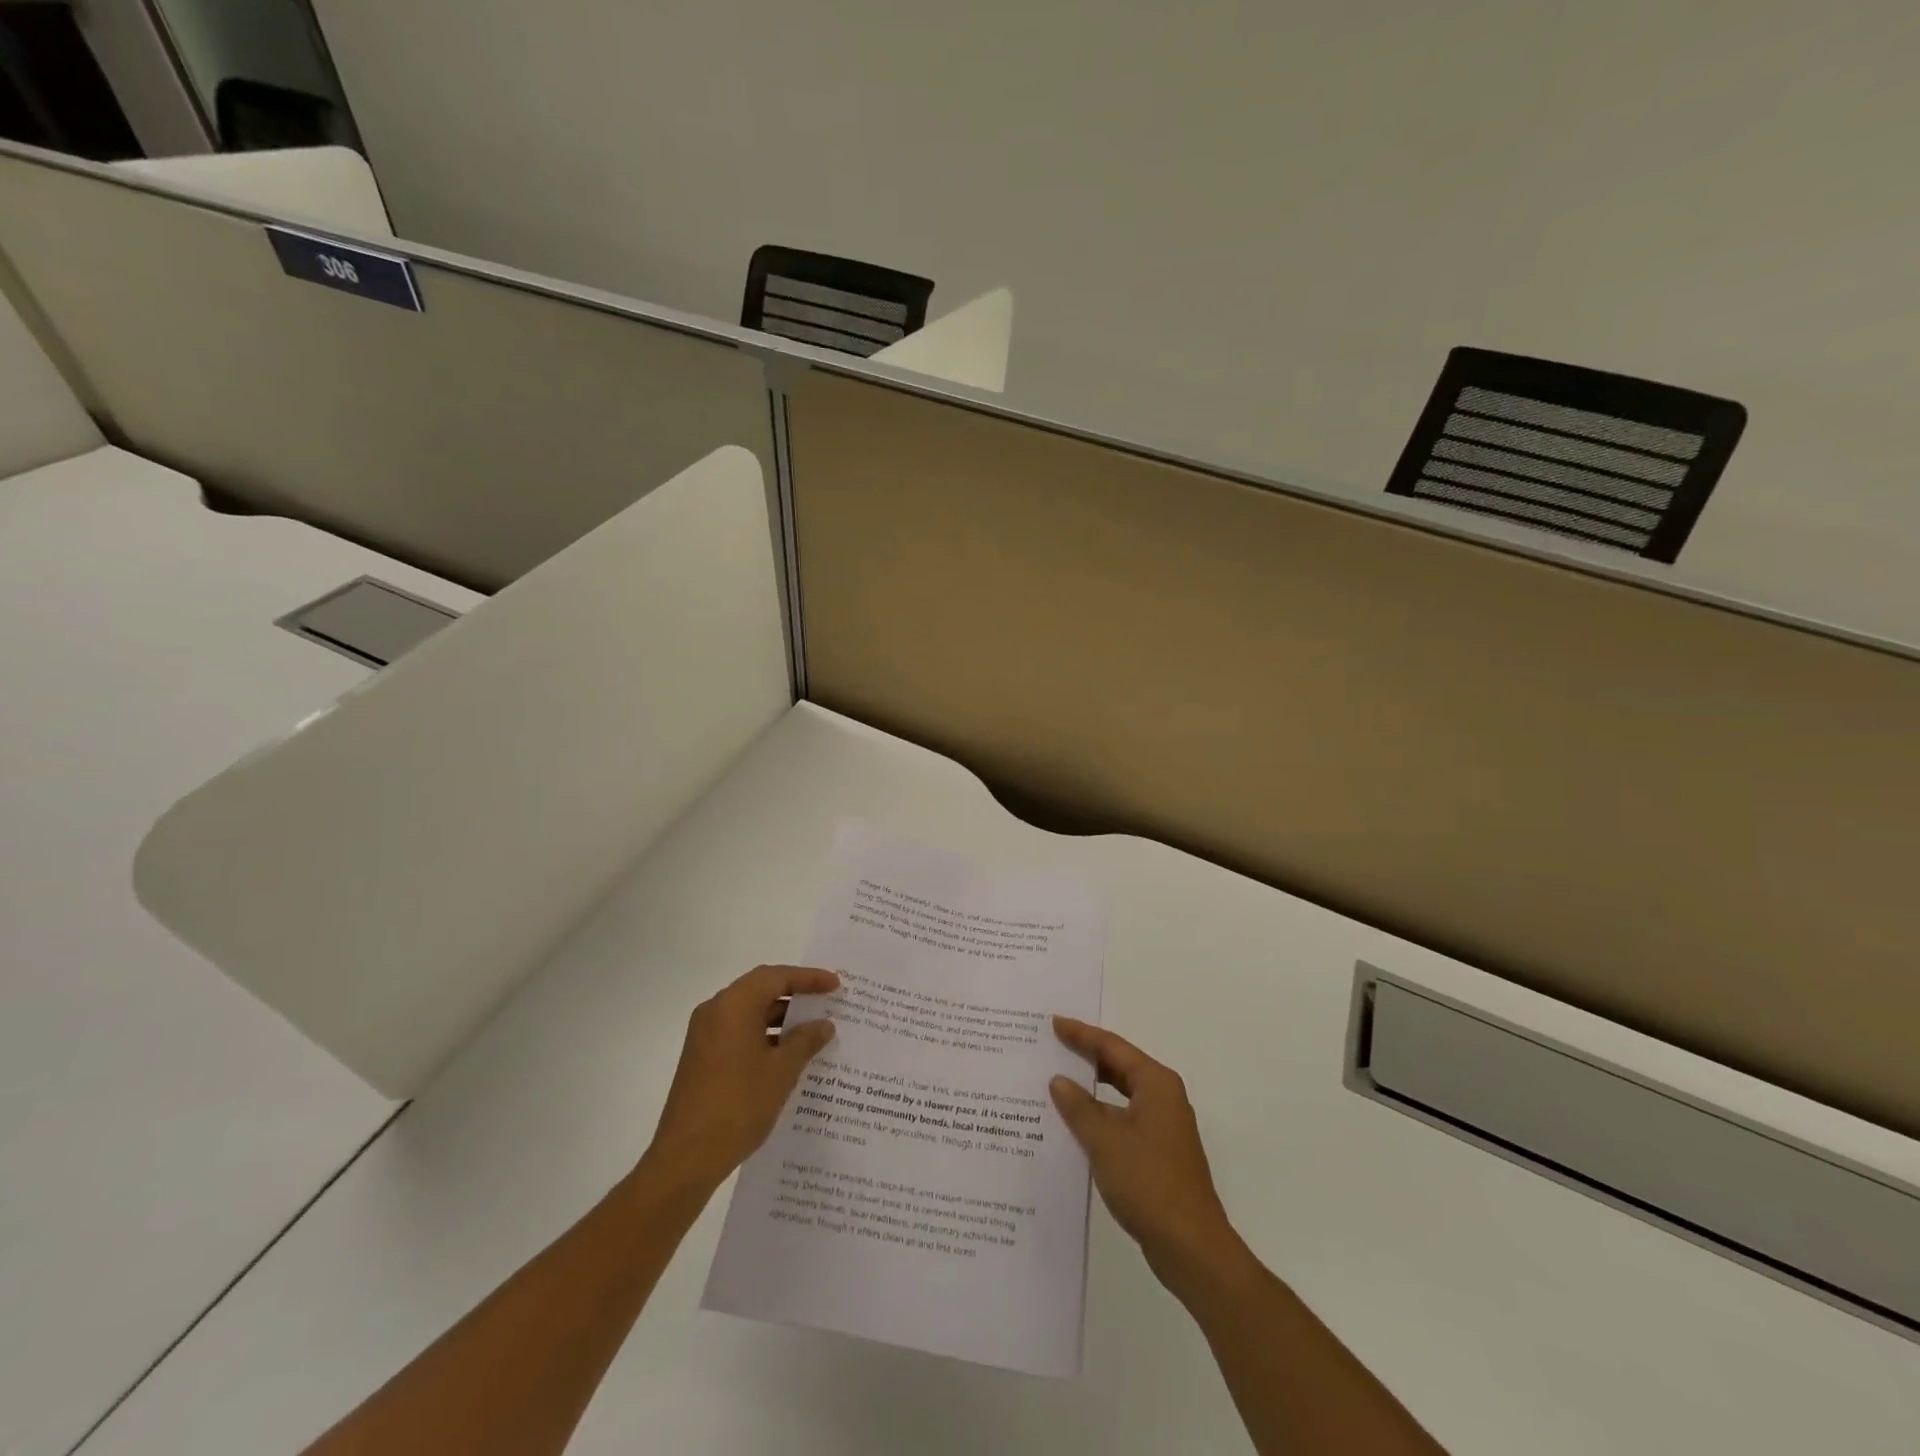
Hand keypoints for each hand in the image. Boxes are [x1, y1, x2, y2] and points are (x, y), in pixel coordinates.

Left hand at [642, 965, 839, 1193]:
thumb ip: (805, 1041)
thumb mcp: (782, 1071)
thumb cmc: (738, 1105)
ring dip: (780, 1017)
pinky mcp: (702, 1057)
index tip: (835, 984)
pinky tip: (787, 1054)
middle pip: (761, 989)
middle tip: (826, 1000)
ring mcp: (705, 1035)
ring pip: (749, 1012)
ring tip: (813, 1029)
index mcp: (734, 1005)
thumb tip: (823, 1025)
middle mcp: (716, 1011)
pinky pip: (739, 1032)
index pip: (777, 977)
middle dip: (795, 993)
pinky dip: (764, 1035)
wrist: (685, 1158)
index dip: (808, 978)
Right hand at [1050, 1017, 1244, 1297]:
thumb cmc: (1148, 1183)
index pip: (1113, 1047)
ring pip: (1120, 1094)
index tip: (1054, 1022)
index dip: (1082, 1034)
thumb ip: (1079, 1107)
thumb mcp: (1105, 1141)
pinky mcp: (1158, 1153)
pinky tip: (1074, 1124)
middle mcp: (1163, 1098)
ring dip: (1091, 1089)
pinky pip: (1122, 1119)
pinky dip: (1099, 1115)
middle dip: (1086, 1056)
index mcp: (1156, 1084)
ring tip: (1055, 1080)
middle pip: (1119, 1066)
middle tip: (1052, 1045)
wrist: (1191, 1247)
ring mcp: (1163, 1127)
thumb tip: (1059, 1080)